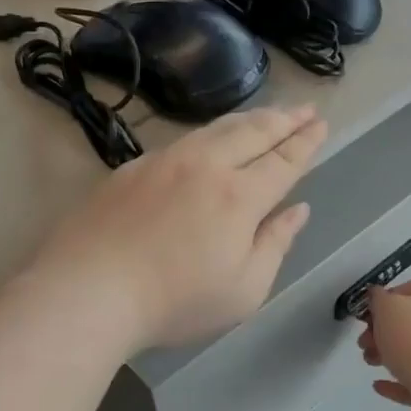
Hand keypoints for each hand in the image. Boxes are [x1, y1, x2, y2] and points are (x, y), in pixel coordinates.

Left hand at [31, 105, 326, 350]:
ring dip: (248, 118)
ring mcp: (164, 162)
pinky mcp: (132, 168)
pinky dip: (208, 133)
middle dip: (284, 118)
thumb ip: (275, 245)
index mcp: (239, 196)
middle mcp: (205, 166)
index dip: (306, 142)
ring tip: (266, 115)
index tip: (320, 124)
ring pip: (215, 129)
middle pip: (252, 132)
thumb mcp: (243, 290)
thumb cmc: (175, 302)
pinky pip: (182, 140)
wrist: (89, 289)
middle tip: (304, 108)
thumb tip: (297, 210)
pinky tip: (208, 139)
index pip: (283, 160)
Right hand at [357, 277, 410, 410]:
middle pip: (409, 323)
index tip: (364, 315)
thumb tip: (377, 298)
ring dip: (386, 356)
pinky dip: (395, 383)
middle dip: (381, 331)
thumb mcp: (389, 309)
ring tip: (368, 362)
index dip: (384, 299)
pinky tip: (378, 385)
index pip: (409, 289)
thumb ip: (378, 300)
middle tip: (363, 342)